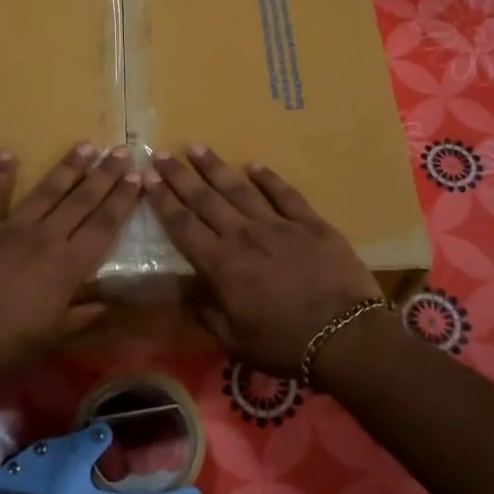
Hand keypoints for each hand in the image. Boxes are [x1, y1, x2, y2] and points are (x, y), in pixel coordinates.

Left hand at [0, 143, 142, 385]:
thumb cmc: (5, 347)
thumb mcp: (52, 338)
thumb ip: (81, 317)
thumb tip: (106, 305)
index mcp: (67, 266)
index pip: (104, 225)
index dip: (123, 200)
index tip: (137, 177)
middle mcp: (44, 238)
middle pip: (81, 200)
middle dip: (105, 174)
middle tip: (122, 150)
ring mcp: (9, 229)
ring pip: (45, 191)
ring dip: (68, 167)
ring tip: (86, 145)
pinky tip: (8, 154)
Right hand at [144, 145, 380, 377]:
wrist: (346, 337)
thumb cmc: (285, 345)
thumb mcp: (235, 342)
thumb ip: (209, 316)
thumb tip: (190, 297)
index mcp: (222, 265)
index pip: (183, 226)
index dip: (162, 201)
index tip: (147, 179)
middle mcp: (244, 236)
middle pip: (205, 199)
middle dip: (179, 175)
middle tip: (160, 153)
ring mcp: (279, 226)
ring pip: (240, 189)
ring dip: (216, 167)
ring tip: (197, 147)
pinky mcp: (311, 224)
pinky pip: (285, 194)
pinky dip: (269, 178)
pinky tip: (255, 166)